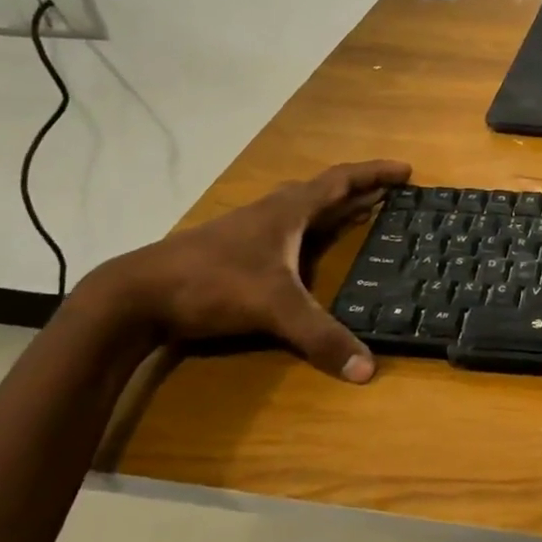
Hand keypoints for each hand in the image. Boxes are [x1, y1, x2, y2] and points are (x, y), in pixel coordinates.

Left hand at [91, 160, 410, 380]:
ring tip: (359, 216)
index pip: (341, 181)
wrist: (135, 295)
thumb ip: (320, 336)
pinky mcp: (234, 251)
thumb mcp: (274, 308)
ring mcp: (250, 231)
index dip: (375, 174)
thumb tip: (368, 370)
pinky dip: (310, 231)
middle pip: (324, 192)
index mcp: (288, 211)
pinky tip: (308, 251)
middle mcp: (272, 213)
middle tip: (392, 196)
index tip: (406, 170)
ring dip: (334, 209)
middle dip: (361, 191)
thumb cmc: (212, 283)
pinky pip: (286, 230)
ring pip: (302, 210)